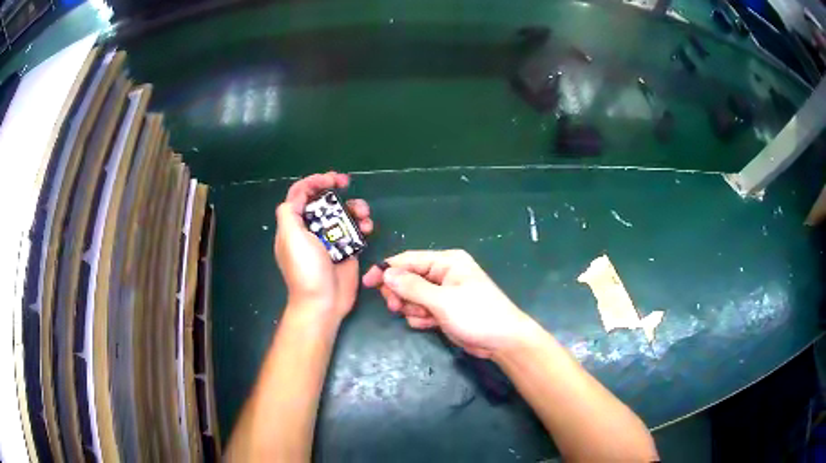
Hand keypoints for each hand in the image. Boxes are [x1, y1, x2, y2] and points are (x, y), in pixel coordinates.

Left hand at [274, 172, 372, 320]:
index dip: (314, 181)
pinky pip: (355, 230)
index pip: (300, 194)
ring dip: (354, 208)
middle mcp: (311, 229)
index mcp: (294, 225)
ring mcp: (330, 239)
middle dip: (335, 190)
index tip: (331, 179)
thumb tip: (295, 197)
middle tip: (347, 184)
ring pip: (342, 213)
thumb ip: (289, 213)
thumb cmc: (306, 269)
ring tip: (364, 214)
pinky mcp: (346, 249)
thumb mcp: (290, 238)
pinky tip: (368, 229)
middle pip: (323, 200)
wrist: (324, 302)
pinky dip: (363, 225)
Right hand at [362, 250, 531, 357]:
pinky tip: (430, 325)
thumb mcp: (442, 301)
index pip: (409, 260)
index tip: (367, 283)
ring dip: (412, 309)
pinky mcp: (444, 310)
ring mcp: (444, 293)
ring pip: (412, 296)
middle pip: (408, 278)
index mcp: (447, 262)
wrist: (502, 341)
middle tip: (396, 308)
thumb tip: (386, 273)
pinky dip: (421, 318)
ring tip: (424, 318)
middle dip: (400, 294)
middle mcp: (444, 273)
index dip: (386, 270)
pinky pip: (421, 310)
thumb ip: (412, 287)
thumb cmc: (477, 315)